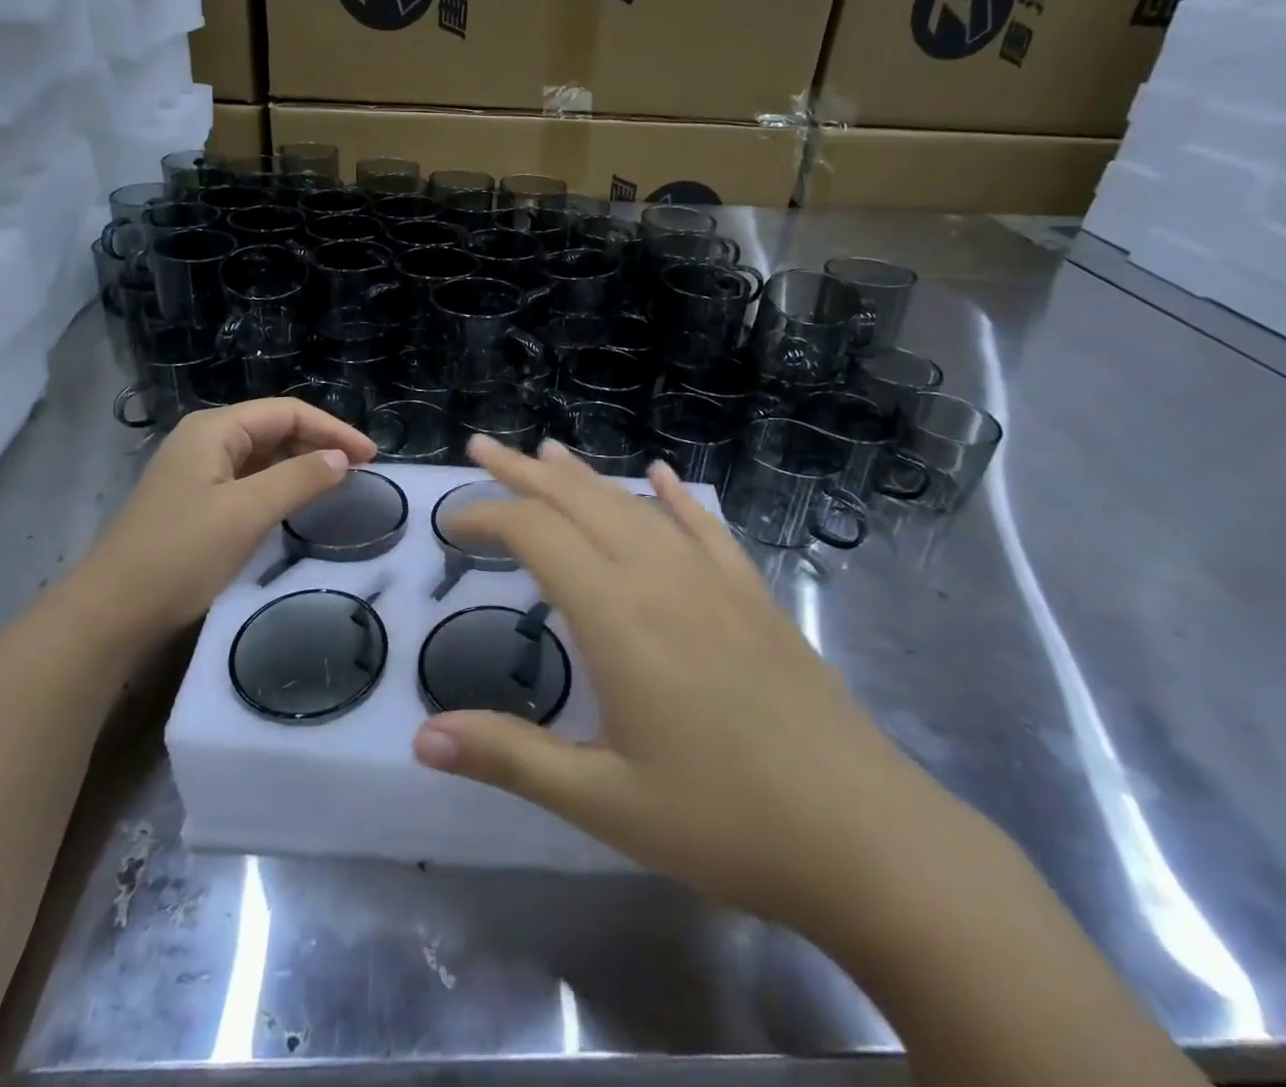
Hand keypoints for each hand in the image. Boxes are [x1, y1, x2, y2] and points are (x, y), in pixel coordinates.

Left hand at [69, 400, 377, 643]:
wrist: (110, 613)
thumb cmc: (180, 554)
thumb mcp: (247, 512)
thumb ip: (299, 479)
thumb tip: (341, 459)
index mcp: (214, 429)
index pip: (287, 413)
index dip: (333, 429)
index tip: (371, 457)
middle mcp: (204, 440)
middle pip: (274, 428)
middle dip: (319, 443)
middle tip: (360, 471)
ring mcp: (196, 471)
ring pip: (262, 455)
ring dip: (301, 464)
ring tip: (338, 484)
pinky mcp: (194, 501)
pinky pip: (248, 480)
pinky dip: (279, 485)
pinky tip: (296, 503)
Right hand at [414, 436, 966, 942]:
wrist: (864, 838)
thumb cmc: (722, 821)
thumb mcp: (602, 801)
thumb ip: (509, 757)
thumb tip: (421, 737)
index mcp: (616, 615)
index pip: (535, 534)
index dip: (486, 516)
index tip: (450, 525)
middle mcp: (659, 576)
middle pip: (579, 501)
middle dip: (523, 472)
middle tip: (482, 448)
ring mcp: (712, 579)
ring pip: (634, 504)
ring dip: (584, 477)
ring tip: (548, 452)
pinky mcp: (752, 594)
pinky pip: (704, 526)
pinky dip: (673, 495)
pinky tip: (660, 474)